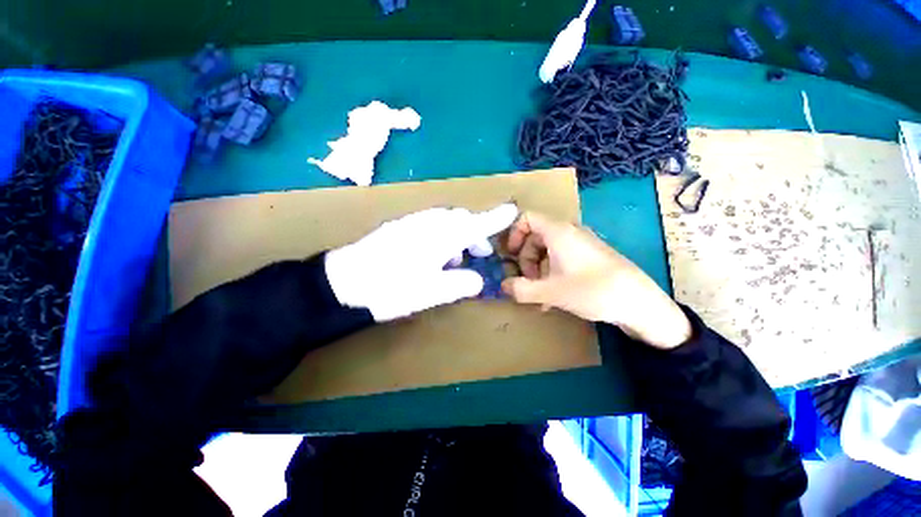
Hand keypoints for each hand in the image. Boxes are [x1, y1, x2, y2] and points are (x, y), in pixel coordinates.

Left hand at [325, 204, 517, 321]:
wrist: (342, 282)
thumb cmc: (390, 288)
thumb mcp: (431, 293)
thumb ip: (460, 284)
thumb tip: (477, 280)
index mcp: (440, 237)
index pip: (476, 224)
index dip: (495, 218)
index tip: (512, 211)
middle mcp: (428, 223)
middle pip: (461, 219)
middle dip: (476, 232)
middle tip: (482, 253)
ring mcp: (411, 222)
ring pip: (445, 220)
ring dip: (458, 234)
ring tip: (456, 258)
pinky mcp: (399, 227)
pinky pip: (430, 224)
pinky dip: (441, 235)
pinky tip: (434, 254)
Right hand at [501, 212, 691, 348]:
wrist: (640, 303)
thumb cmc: (592, 290)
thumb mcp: (550, 292)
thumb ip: (522, 289)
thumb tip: (503, 286)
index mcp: (558, 232)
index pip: (527, 218)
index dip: (513, 234)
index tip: (511, 255)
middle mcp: (569, 233)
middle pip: (535, 237)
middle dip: (526, 259)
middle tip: (526, 281)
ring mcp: (581, 245)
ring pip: (548, 250)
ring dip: (537, 270)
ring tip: (539, 295)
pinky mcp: (590, 257)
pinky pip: (562, 259)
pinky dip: (551, 273)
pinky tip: (553, 297)